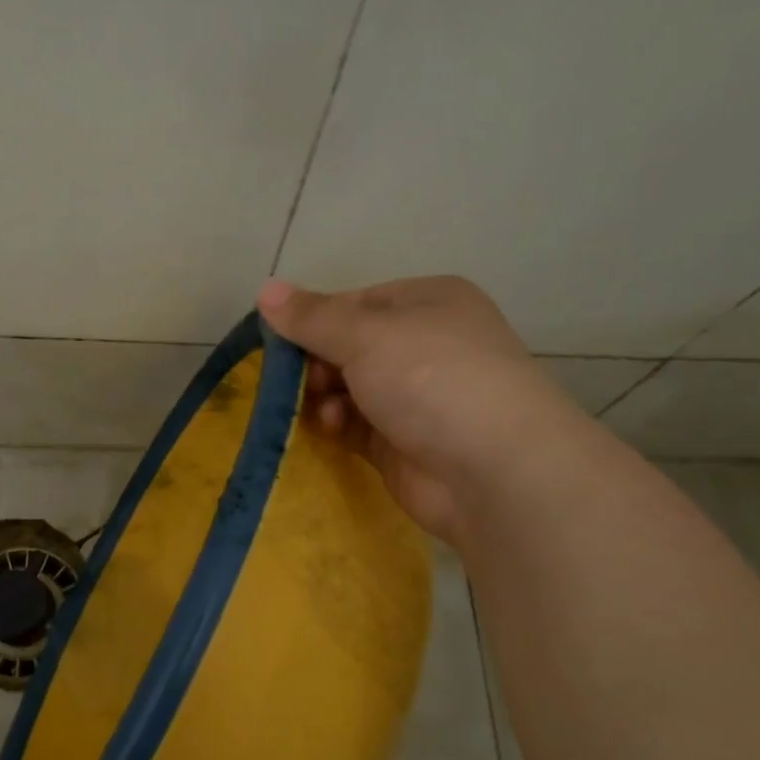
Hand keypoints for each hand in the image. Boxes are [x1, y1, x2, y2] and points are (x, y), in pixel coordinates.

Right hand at [257, 276, 579, 542]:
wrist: (494, 470)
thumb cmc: (431, 378)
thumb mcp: (366, 335)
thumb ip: (312, 317)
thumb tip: (265, 290)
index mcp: (427, 302)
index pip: (354, 302)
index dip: (314, 319)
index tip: (278, 340)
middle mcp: (425, 344)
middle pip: (348, 346)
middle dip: (314, 362)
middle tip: (289, 379)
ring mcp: (417, 397)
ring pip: (349, 388)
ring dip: (322, 395)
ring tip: (312, 405)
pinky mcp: (404, 443)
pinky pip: (356, 426)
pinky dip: (337, 424)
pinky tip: (331, 428)